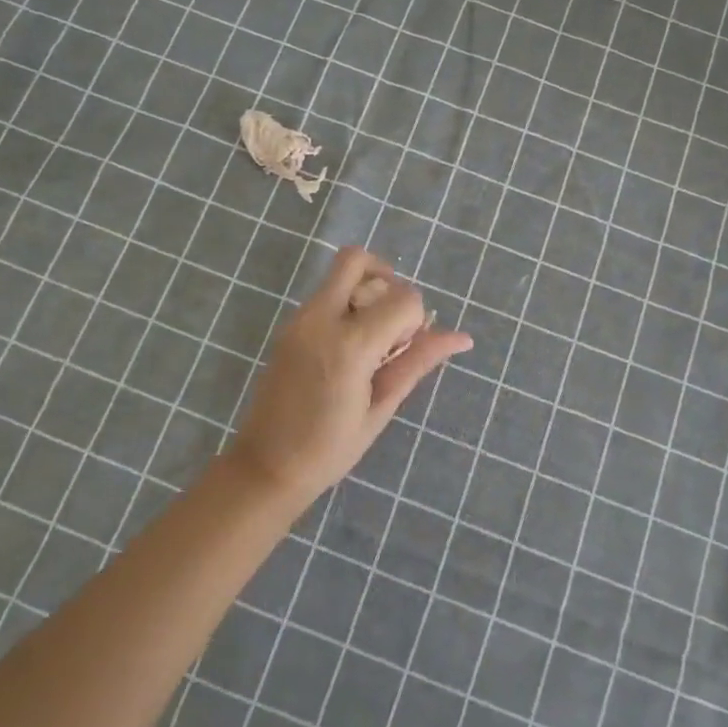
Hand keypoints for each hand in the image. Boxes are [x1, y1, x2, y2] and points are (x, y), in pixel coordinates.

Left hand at [230, 247, 472, 500]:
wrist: (266, 466)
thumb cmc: (330, 448)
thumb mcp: (381, 407)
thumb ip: (418, 362)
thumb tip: (461, 337)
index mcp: (350, 344)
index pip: (403, 298)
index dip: (417, 319)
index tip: (406, 350)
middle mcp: (321, 319)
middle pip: (357, 259)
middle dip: (386, 280)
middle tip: (392, 321)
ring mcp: (299, 319)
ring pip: (339, 274)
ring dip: (365, 292)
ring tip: (372, 339)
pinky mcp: (289, 327)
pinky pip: (325, 296)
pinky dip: (347, 305)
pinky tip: (351, 348)